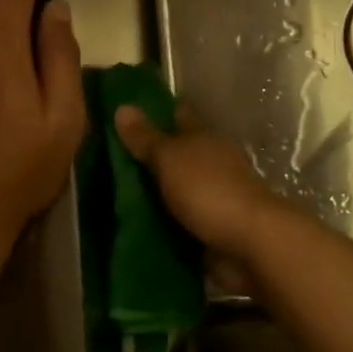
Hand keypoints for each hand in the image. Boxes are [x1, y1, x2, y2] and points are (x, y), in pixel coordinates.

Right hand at [112, 104, 284, 264]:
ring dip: (151, 193)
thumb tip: (122, 107)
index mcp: (203, 138)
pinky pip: (177, 222)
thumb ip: (146, 138)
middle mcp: (209, 163)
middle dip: (147, 157)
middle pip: (174, 154)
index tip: (124, 112)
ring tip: (109, 196)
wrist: (248, 244)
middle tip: (104, 159)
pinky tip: (132, 225)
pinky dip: (160, 223)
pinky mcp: (209, 229)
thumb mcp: (170, 158)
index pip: (177, 116)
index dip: (154, 112)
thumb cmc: (209, 190)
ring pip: (174, 189)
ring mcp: (211, 197)